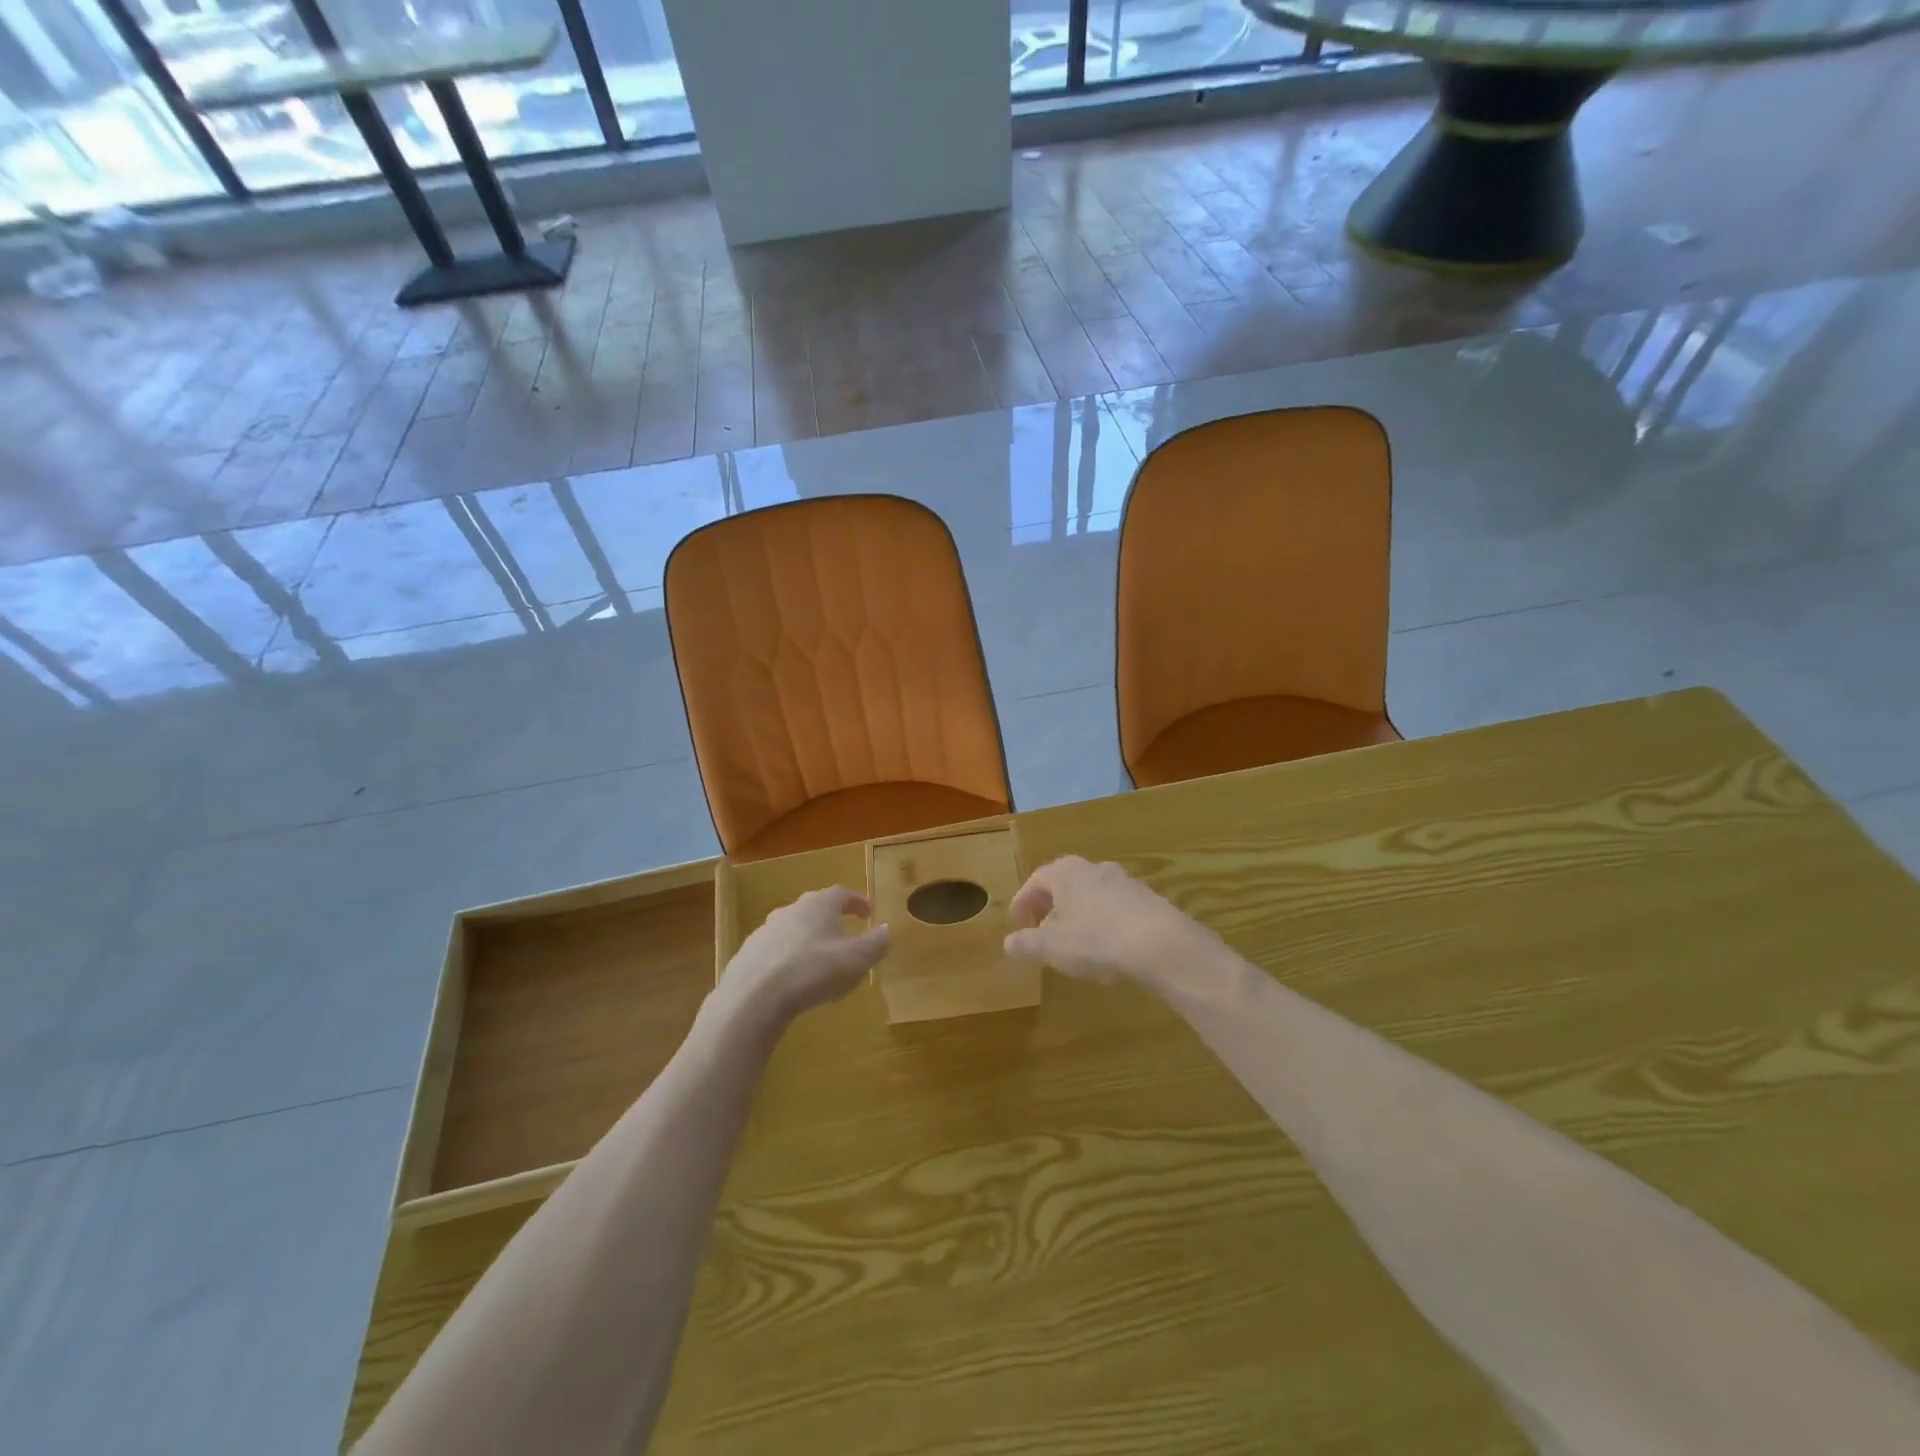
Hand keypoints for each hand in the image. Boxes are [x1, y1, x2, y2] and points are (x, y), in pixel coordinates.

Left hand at [717, 886, 889, 1023]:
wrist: (754, 997)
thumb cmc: (813, 970)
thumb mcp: (857, 959)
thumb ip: (876, 943)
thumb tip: (886, 929)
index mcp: (819, 905)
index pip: (842, 894)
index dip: (858, 902)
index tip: (868, 912)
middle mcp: (791, 910)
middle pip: (816, 910)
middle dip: (832, 922)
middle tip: (846, 939)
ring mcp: (765, 931)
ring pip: (794, 931)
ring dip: (809, 942)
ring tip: (820, 964)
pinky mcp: (747, 955)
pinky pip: (776, 953)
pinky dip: (788, 960)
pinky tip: (793, 982)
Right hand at [1003, 856, 1217, 988]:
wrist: (1160, 943)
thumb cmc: (1095, 939)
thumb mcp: (1052, 947)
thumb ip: (1027, 944)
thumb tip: (1008, 943)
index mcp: (1065, 873)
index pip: (1036, 880)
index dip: (1023, 900)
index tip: (1017, 920)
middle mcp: (1093, 868)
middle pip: (1065, 882)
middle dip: (1051, 905)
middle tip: (1042, 927)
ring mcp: (1124, 881)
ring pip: (1091, 893)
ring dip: (1078, 912)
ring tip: (1073, 939)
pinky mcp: (1147, 899)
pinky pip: (1115, 906)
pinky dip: (1103, 920)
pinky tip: (1105, 945)